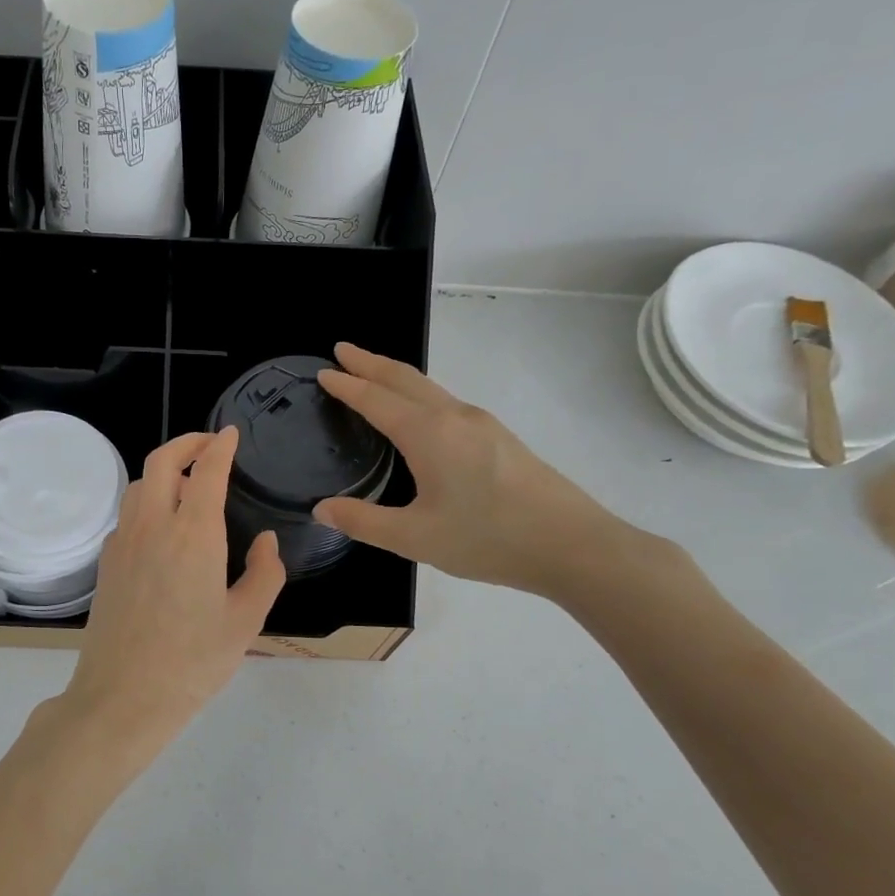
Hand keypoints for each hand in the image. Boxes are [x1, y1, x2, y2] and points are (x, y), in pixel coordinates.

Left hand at [59, 429, 285, 752]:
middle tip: (207, 445)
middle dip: (186, 443)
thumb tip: (265, 542)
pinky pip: (127, 515)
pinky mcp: (106, 563)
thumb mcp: (246, 621)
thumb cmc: (193, 662)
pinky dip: (146, 501)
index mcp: (194, 534)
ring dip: (162, 471)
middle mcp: (153, 526)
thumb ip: (264, 574)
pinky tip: (162, 526)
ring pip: (138, 485)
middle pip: (161, 461)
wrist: (123, 697)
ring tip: (186, 483)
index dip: (219, 446)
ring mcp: (123, 543)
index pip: (206, 471)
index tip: (230, 434)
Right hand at [312, 342, 646, 599]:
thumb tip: (321, 509)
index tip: (323, 371)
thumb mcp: (415, 538)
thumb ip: (364, 522)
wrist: (572, 544)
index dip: (347, 385)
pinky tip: (417, 414)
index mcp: (429, 434)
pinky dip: (418, 394)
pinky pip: (446, 402)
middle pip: (405, 378)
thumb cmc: (488, 539)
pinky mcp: (499, 438)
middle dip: (370, 362)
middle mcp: (455, 417)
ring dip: (395, 376)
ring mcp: (482, 424)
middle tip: (342, 351)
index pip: (377, 399)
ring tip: (372, 375)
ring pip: (429, 388)